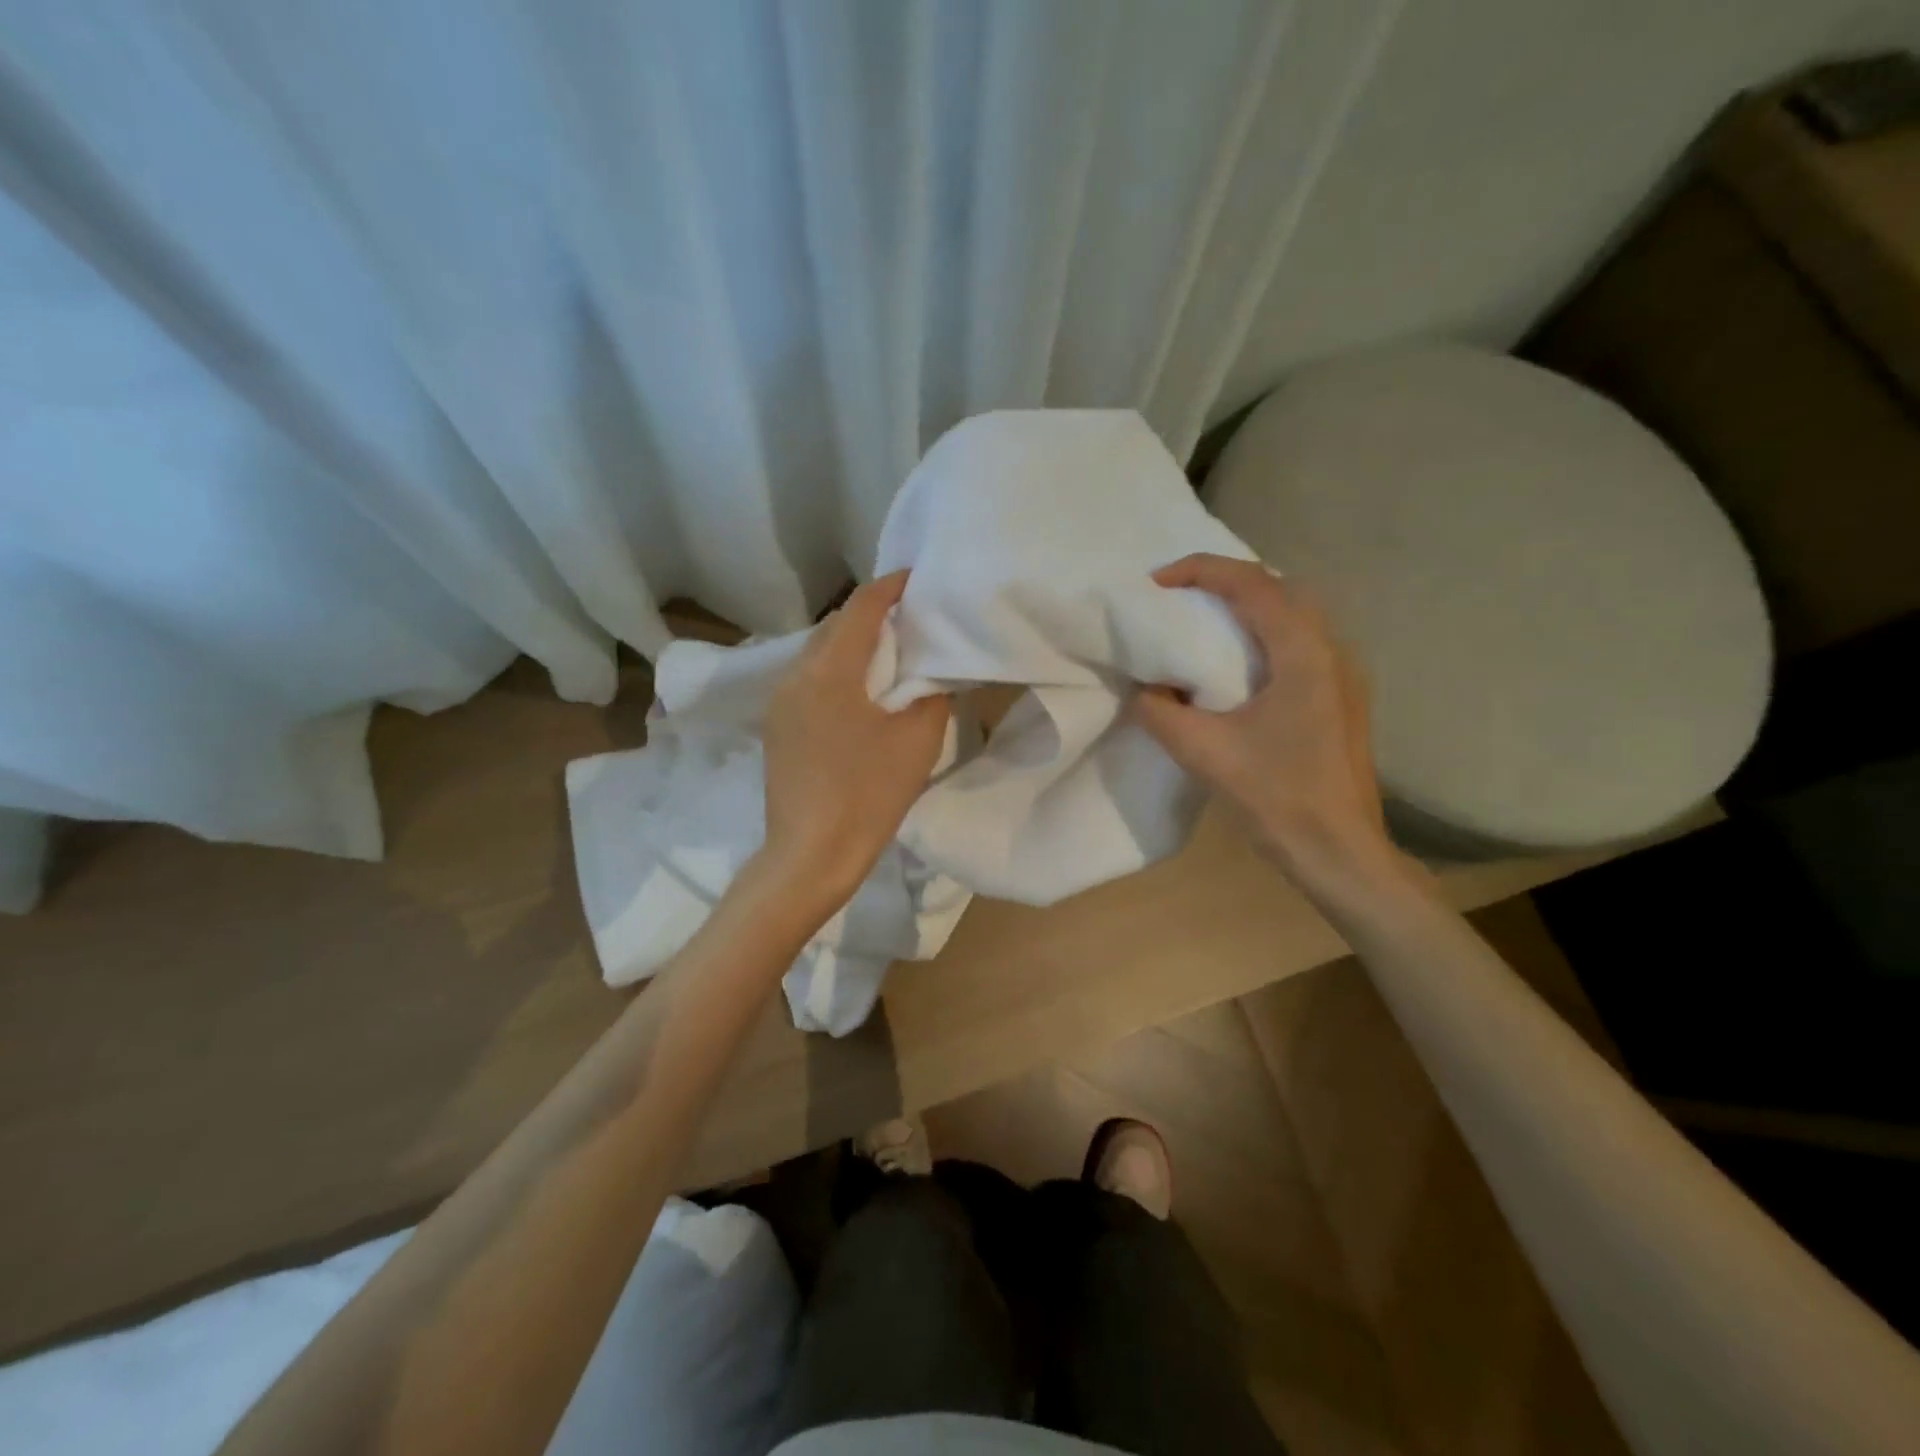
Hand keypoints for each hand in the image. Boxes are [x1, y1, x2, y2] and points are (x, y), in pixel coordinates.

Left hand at [759, 571, 950, 906]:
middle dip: (873, 615)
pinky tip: (862, 691)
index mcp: (829, 670)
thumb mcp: (917, 740)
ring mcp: (780, 702)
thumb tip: (928, 673)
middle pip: (836, 625)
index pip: (861, 607)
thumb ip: (929, 693)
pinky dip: (839, 672)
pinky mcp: (778, 726)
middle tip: (912, 619)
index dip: (891, 586)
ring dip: (854, 644)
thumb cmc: (868, 794)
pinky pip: (810, 680)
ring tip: (891, 653)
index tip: (918, 578)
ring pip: (820, 653)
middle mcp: (796, 674)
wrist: (811, 855)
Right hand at [1134, 554, 1399, 894]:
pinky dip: (1264, 633)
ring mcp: (1344, 674)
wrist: (1340, 852)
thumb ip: (1159, 712)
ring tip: (1202, 624)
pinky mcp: (1342, 697)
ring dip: (1248, 606)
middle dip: (1225, 581)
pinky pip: (1301, 642)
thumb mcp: (1204, 753)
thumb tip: (1142, 689)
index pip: (1252, 584)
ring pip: (1295, 613)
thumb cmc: (1277, 798)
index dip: (1200, 571)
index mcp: (1303, 653)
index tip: (1156, 583)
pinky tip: (1238, 665)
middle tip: (1179, 598)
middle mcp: (1332, 650)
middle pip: (1279, 587)